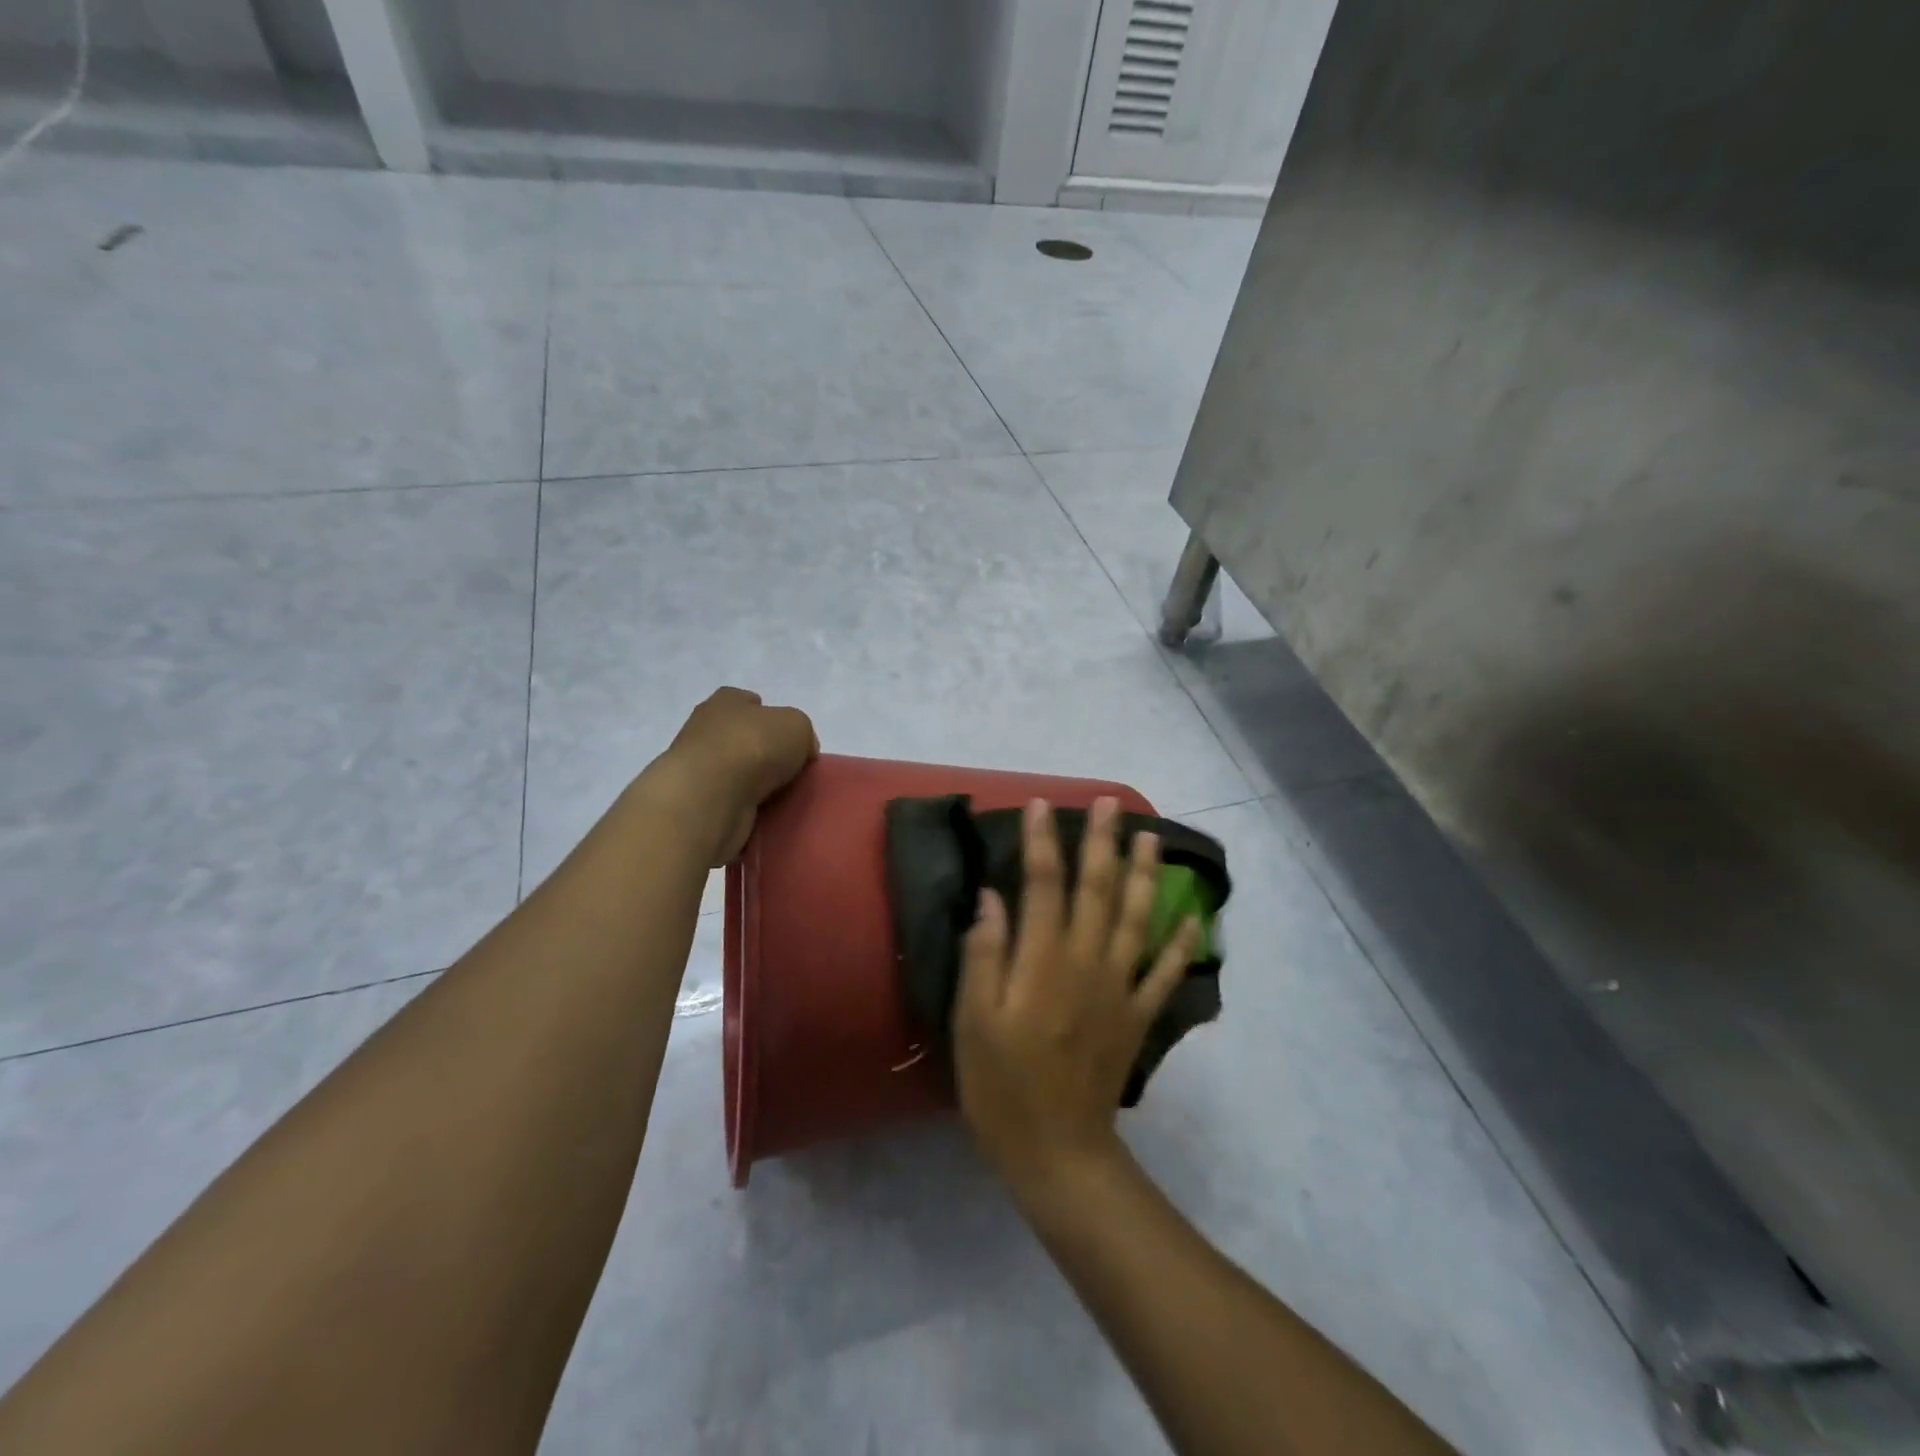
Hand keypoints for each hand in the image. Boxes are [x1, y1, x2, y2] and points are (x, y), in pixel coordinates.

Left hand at [652, 687, 817, 864]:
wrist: (710, 796)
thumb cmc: (753, 746)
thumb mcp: (797, 725)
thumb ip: (802, 733)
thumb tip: (801, 751)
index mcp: (725, 701)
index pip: (748, 701)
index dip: (769, 715)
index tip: (788, 737)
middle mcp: (704, 729)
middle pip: (740, 737)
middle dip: (762, 751)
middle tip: (789, 769)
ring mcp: (696, 768)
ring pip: (734, 771)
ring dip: (752, 782)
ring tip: (781, 796)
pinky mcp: (696, 802)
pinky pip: (729, 802)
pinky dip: (743, 807)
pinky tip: (763, 814)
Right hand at [954, 797, 1201, 1196]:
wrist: (1057, 1153)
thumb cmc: (1001, 1087)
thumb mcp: (973, 1022)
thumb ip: (984, 955)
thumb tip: (991, 897)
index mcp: (1043, 962)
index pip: (1044, 885)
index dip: (1043, 842)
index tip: (1040, 805)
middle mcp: (1087, 963)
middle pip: (1097, 890)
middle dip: (1101, 843)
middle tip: (1106, 803)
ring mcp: (1119, 989)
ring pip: (1137, 919)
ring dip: (1145, 875)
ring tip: (1151, 837)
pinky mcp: (1137, 1016)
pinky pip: (1166, 973)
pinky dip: (1182, 942)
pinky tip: (1194, 915)